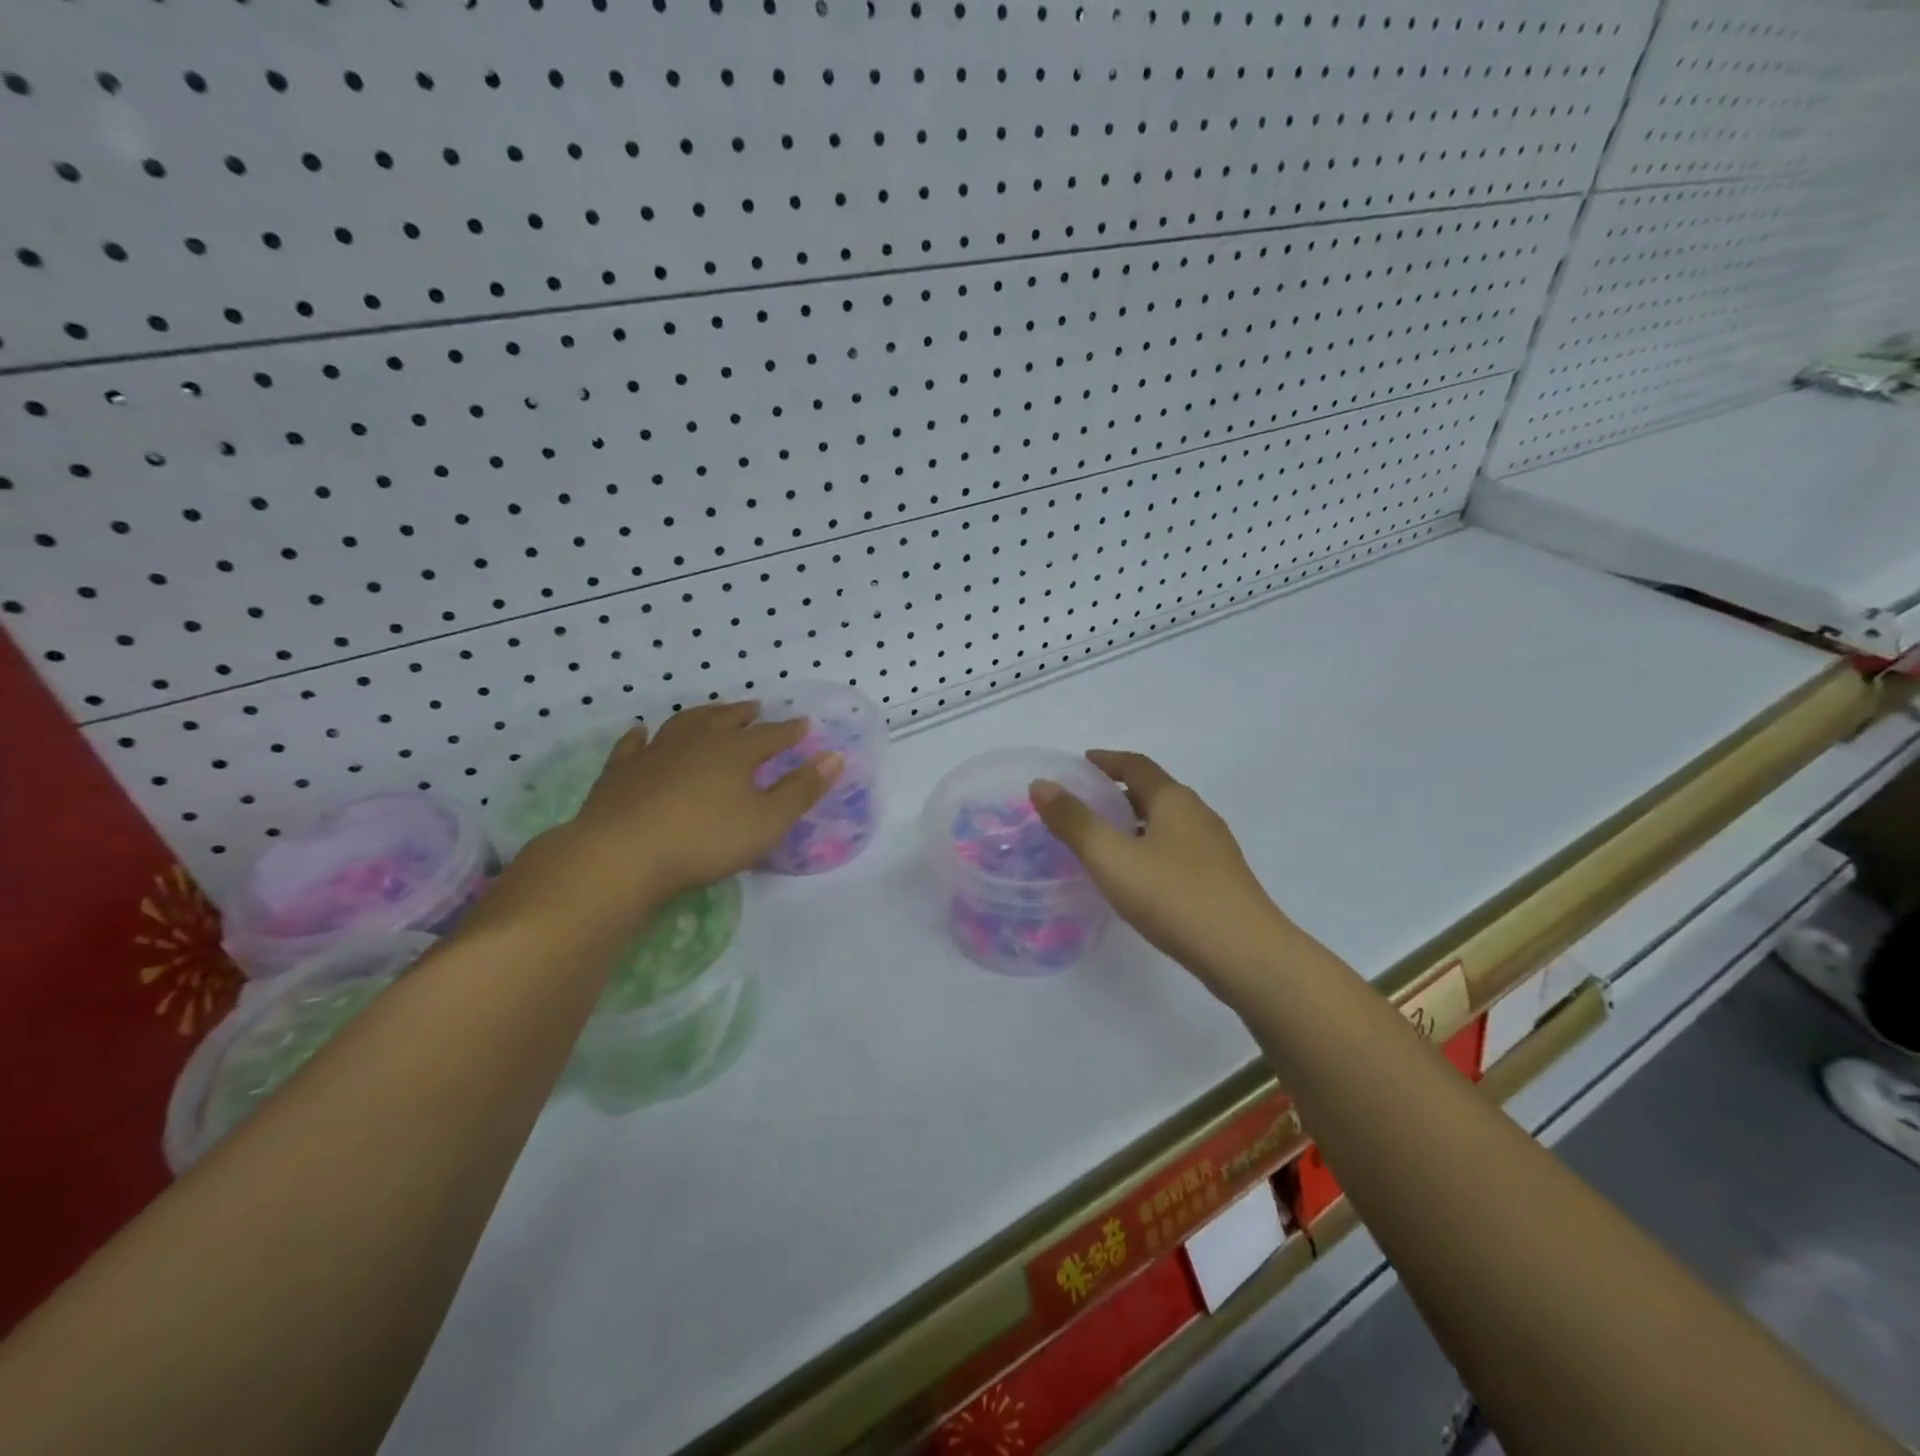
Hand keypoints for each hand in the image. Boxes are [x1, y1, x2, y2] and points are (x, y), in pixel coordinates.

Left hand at [478, 702, 841, 938]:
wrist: (622, 855)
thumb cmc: (705, 839)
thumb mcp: (767, 821)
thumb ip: (802, 789)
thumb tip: (834, 757)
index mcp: (735, 752)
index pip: (770, 736)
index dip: (789, 731)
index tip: (803, 724)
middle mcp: (696, 742)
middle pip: (725, 720)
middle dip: (743, 715)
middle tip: (755, 708)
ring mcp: (654, 753)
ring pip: (683, 724)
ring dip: (701, 716)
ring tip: (711, 713)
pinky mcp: (620, 772)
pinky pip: (634, 745)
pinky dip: (641, 737)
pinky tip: (642, 733)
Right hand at [1030, 750, 1287, 984]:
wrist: (1247, 956)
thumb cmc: (1174, 897)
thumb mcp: (1112, 858)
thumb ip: (1074, 821)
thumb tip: (1041, 785)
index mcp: (1174, 801)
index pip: (1136, 765)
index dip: (1106, 760)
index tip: (1081, 763)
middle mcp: (1197, 815)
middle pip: (1153, 792)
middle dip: (1118, 792)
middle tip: (1083, 803)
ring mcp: (1213, 849)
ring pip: (1166, 824)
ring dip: (1134, 823)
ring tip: (1103, 840)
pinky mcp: (1220, 880)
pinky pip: (1175, 851)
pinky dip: (1149, 849)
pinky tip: (1137, 876)